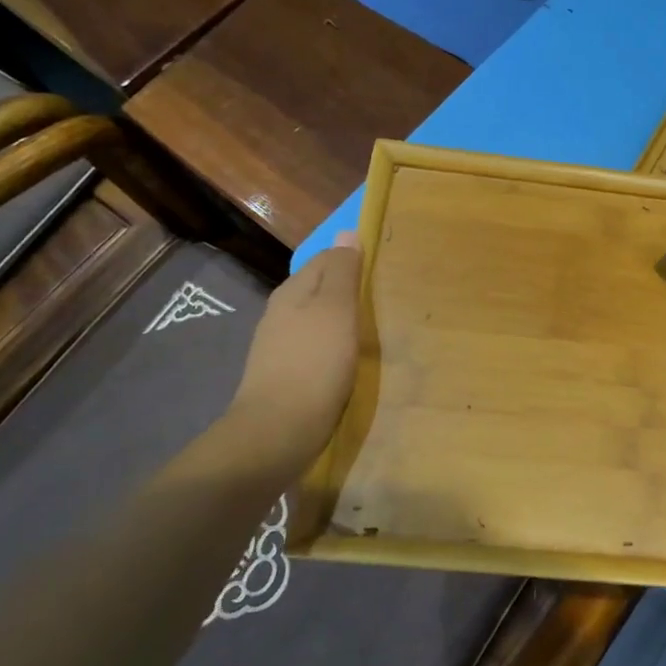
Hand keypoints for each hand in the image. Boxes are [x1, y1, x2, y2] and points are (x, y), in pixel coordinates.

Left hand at [215, 234, 362, 475]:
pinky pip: (317, 348)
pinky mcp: (287, 374)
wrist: (278, 432)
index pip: (327, 258)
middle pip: (321, 290)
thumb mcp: (335, 311)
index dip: (355, 260)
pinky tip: (352, 360)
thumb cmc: (313, 365)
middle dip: (350, 291)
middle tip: (387, 301)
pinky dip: (336, 347)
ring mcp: (281, 346)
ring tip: (375, 330)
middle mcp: (281, 313)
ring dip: (344, 321)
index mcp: (292, 292)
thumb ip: (342, 272)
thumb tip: (347, 232)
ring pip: (319, 320)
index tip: (386, 271)